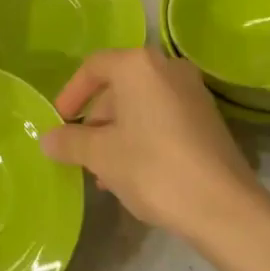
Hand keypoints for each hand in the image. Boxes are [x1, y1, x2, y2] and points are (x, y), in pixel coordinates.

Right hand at [43, 47, 259, 241]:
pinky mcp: (207, 116)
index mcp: (139, 65)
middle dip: (96, 120)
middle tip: (82, 153)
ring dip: (118, 132)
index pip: (93, 67)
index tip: (59, 122)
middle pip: (119, 86)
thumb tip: (47, 138)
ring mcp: (192, 90)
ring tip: (106, 173)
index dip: (71, 94)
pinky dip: (143, 135)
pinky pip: (163, 115)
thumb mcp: (101, 155)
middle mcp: (168, 67)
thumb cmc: (152, 167)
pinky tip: (134, 172)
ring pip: (141, 104)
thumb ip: (70, 141)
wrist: (222, 205)